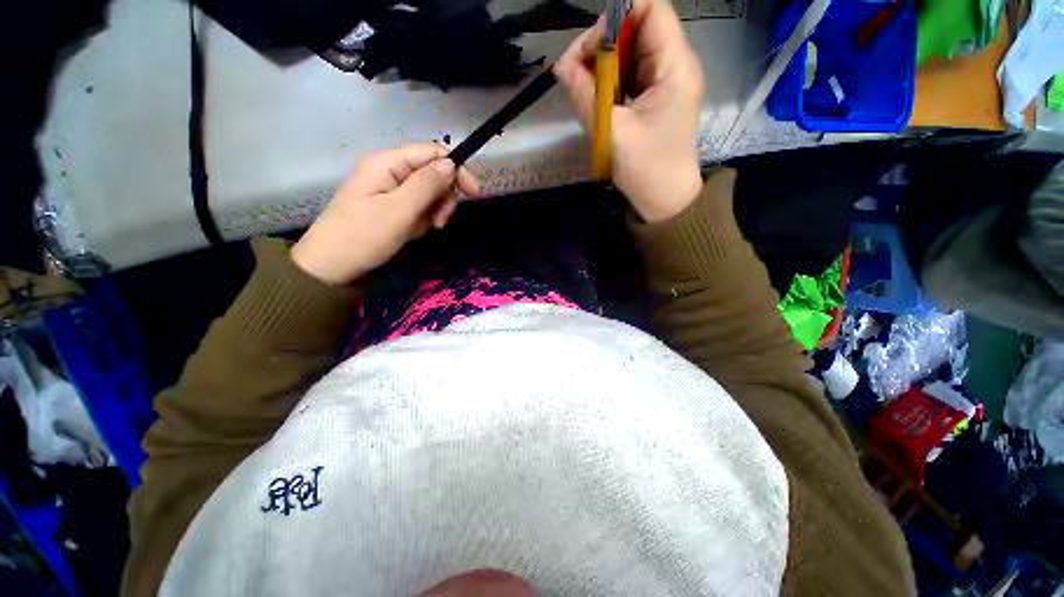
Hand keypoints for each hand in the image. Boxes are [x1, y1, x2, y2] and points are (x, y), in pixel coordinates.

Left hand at [291, 144, 478, 284]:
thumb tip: (452, 164)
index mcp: (388, 162)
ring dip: (434, 210)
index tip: (472, 194)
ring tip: (426, 228)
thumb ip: (427, 184)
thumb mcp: (400, 210)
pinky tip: (414, 231)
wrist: (332, 264)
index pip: (433, 152)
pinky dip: (423, 218)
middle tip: (440, 221)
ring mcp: (390, 188)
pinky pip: (418, 206)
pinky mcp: (390, 204)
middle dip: (444, 196)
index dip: (456, 170)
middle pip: (433, 172)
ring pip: (428, 192)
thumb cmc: (364, 235)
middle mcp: (390, 169)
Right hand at [554, 0, 704, 222]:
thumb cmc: (646, 169)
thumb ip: (586, 96)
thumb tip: (560, 65)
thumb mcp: (612, 132)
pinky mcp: (653, 96)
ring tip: (580, 89)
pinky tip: (594, 98)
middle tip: (574, 73)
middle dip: (602, 44)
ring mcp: (663, 81)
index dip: (617, 16)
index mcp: (674, 66)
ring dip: (601, 65)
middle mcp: (673, 64)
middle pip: (636, 28)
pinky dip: (607, 81)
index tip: (588, 48)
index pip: (651, 9)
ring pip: (629, 52)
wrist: (664, 199)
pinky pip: (627, 75)